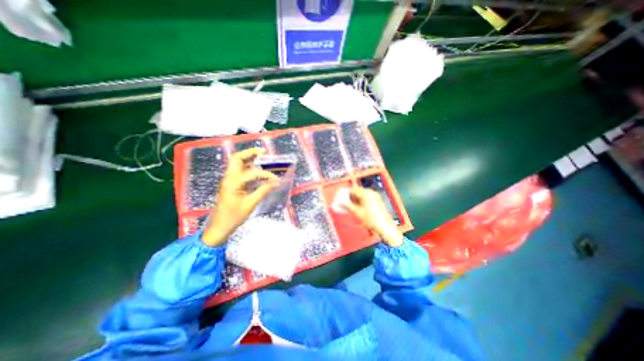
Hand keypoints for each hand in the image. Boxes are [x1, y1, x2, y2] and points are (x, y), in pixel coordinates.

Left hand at [203, 148, 279, 246]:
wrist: (219, 227)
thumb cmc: (233, 217)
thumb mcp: (250, 204)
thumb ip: (263, 191)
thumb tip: (276, 183)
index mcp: (233, 182)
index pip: (253, 172)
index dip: (266, 175)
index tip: (277, 180)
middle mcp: (229, 177)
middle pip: (237, 158)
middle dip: (250, 153)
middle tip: (263, 152)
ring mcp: (229, 180)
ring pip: (237, 164)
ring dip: (249, 159)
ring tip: (262, 158)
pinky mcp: (231, 185)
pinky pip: (240, 172)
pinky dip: (248, 168)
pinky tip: (258, 172)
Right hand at [342, 186, 400, 247]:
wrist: (385, 227)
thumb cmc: (370, 219)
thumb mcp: (357, 212)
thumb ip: (347, 205)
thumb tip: (339, 202)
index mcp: (366, 193)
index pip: (353, 189)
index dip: (345, 193)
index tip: (339, 196)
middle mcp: (371, 192)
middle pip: (357, 191)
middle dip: (350, 196)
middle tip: (343, 202)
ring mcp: (375, 196)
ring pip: (361, 195)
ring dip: (355, 199)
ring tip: (349, 206)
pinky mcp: (377, 200)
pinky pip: (366, 198)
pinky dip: (360, 201)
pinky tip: (357, 207)